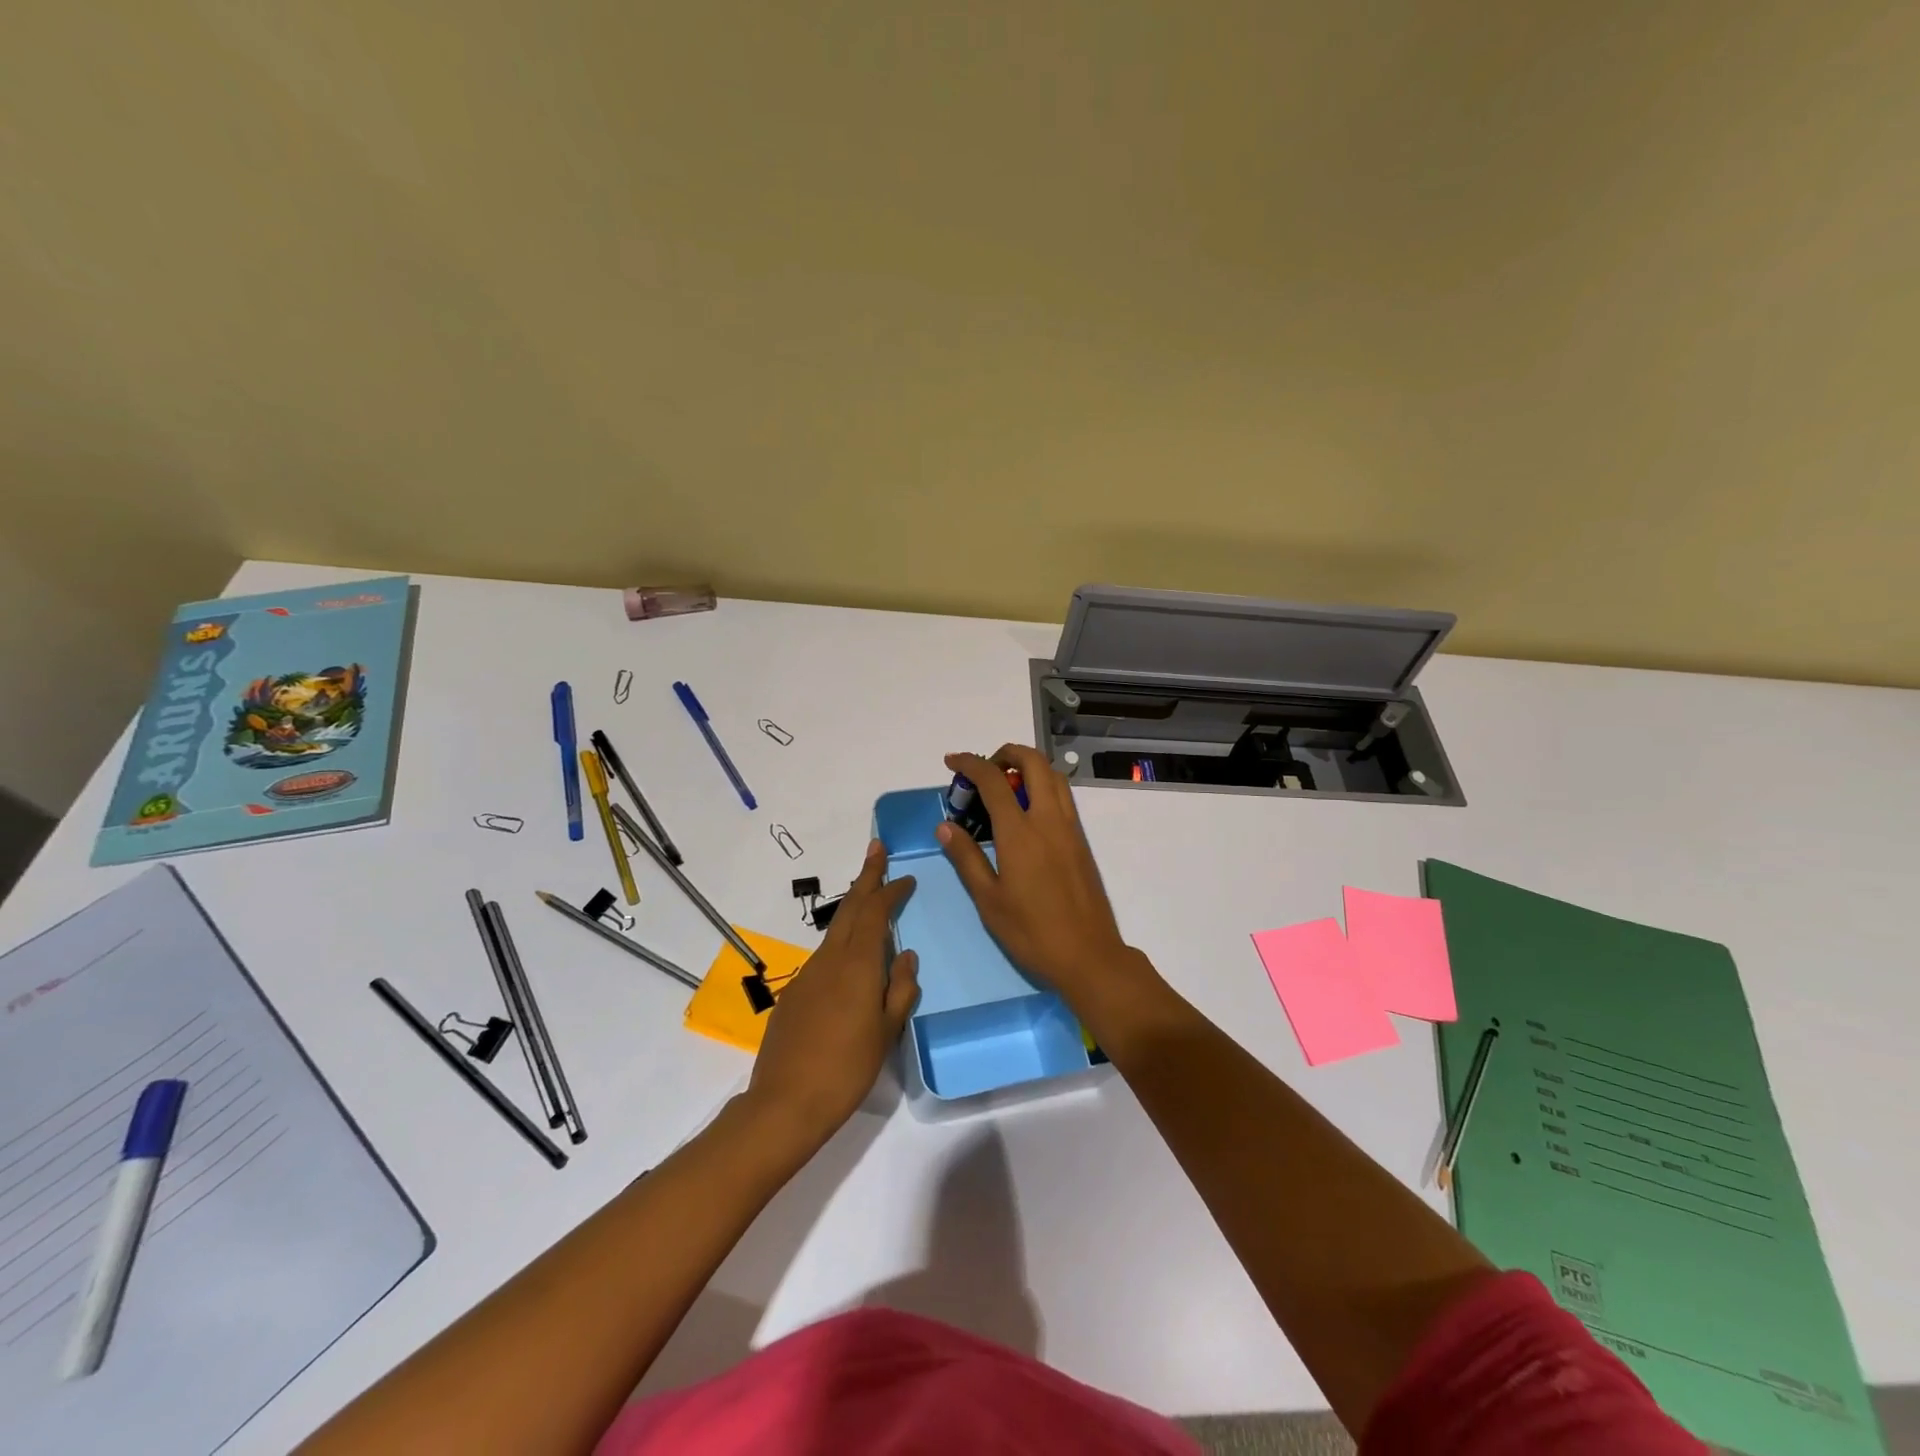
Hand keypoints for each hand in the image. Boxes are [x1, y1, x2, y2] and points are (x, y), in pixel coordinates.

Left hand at [747, 840, 919, 1146]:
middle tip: (876, 849)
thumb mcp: (886, 1031)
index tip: (906, 878)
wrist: (785, 1103)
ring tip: (869, 899)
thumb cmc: (846, 1069)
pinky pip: (824, 958)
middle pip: (851, 908)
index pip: (876, 913)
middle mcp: (830, 960)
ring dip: (854, 909)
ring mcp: (807, 975)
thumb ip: (900, 989)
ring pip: (835, 932)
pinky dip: (841, 945)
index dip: (891, 891)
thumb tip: (906, 955)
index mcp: (857, 965)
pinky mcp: (793, 993)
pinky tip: (849, 964)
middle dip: (866, 877)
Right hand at [937, 745, 1150, 1014]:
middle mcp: (1049, 820)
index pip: (994, 781)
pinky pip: (1063, 797)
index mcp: (1020, 833)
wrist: (1089, 956)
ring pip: (1054, 776)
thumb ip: (967, 857)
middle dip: (1006, 754)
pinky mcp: (1081, 841)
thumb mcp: (988, 900)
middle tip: (984, 771)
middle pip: (1033, 762)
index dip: (970, 764)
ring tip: (1004, 787)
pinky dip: (1043, 786)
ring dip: (1028, 767)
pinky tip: (1025, 813)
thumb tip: (945, 826)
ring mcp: (1070, 828)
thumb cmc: (1032, 932)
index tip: (952, 762)